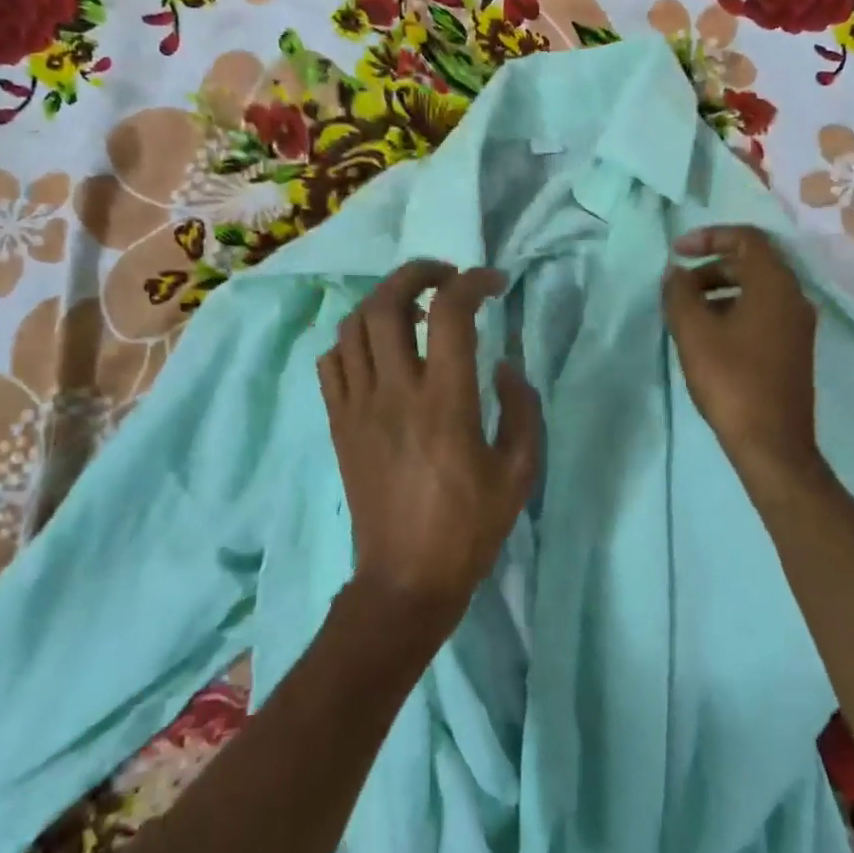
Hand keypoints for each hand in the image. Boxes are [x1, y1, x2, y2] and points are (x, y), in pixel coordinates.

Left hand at [318, 260, 541, 647]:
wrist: (406, 578)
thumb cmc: (470, 527)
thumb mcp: (520, 472)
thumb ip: (522, 409)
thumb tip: (503, 366)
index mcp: (446, 402)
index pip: (449, 314)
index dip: (472, 283)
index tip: (492, 283)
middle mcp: (394, 393)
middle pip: (386, 304)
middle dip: (415, 274)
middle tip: (443, 277)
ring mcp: (358, 407)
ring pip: (352, 327)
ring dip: (381, 302)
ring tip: (410, 310)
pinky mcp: (337, 425)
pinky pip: (331, 363)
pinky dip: (352, 341)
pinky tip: (376, 351)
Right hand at [662, 226, 824, 491]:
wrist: (772, 443)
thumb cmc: (731, 381)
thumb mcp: (694, 333)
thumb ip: (679, 294)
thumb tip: (675, 273)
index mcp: (775, 284)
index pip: (747, 238)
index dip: (709, 237)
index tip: (677, 252)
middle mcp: (795, 297)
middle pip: (753, 264)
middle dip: (711, 268)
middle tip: (678, 288)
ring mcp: (798, 326)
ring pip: (757, 291)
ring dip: (721, 292)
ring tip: (687, 314)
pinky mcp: (794, 350)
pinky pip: (763, 314)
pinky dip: (735, 312)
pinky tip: (710, 338)